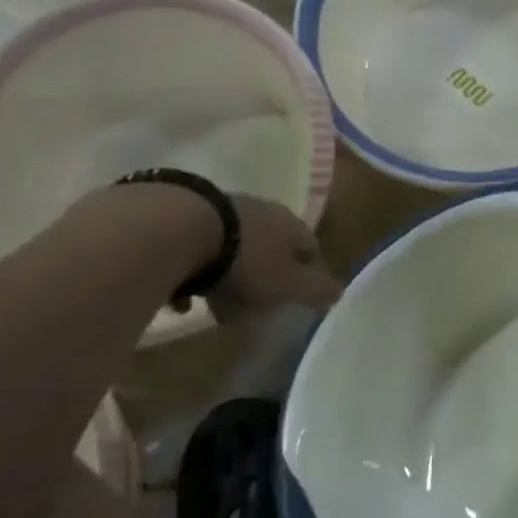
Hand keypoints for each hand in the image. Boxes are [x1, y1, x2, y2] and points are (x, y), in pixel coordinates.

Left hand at [189, 196, 341, 318]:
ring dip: (229, 276)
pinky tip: (184, 295)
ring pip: (235, 249)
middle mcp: (261, 211)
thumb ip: (316, 290)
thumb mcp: (290, 284)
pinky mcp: (186, 214)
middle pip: (271, 248)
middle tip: (255, 307)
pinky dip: (197, 272)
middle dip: (266, 278)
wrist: (179, 230)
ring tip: (215, 305)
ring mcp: (223, 211)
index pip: (311, 248)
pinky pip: (199, 250)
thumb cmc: (246, 262)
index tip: (298, 298)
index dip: (308, 274)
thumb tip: (339, 291)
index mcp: (292, 225)